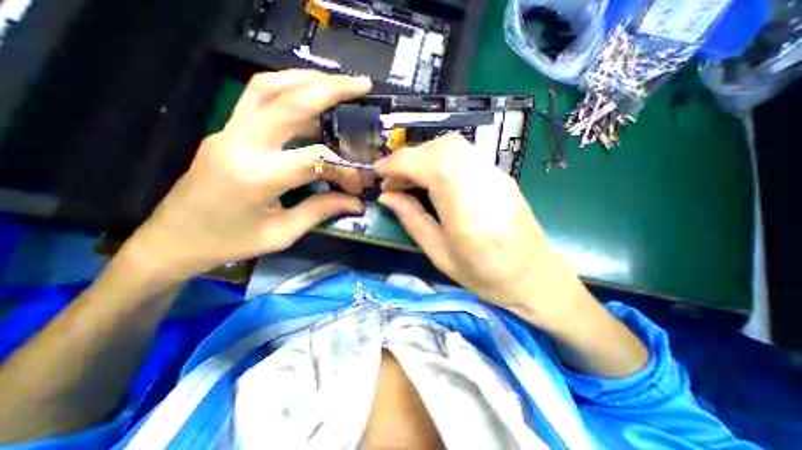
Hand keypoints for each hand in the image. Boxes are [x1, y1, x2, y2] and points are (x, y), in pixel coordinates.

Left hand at [121, 70, 368, 281]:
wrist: (173, 239)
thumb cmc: (229, 243)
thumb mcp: (282, 233)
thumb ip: (320, 211)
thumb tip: (356, 202)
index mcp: (256, 177)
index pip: (314, 158)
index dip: (344, 166)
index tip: (360, 180)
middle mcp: (240, 144)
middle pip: (288, 101)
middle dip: (330, 88)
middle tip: (362, 85)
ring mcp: (228, 131)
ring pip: (268, 86)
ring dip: (307, 80)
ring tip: (338, 84)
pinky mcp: (227, 131)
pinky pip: (258, 97)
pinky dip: (288, 89)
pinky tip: (310, 97)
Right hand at [374, 134, 587, 327]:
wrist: (534, 276)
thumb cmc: (486, 276)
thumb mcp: (440, 255)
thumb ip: (412, 220)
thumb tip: (387, 196)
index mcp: (467, 210)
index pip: (429, 165)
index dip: (398, 163)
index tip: (378, 173)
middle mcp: (484, 183)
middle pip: (442, 148)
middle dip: (409, 158)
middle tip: (394, 179)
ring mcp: (496, 174)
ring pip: (453, 146)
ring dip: (424, 157)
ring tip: (411, 179)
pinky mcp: (500, 174)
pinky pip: (465, 154)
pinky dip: (440, 159)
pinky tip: (434, 179)